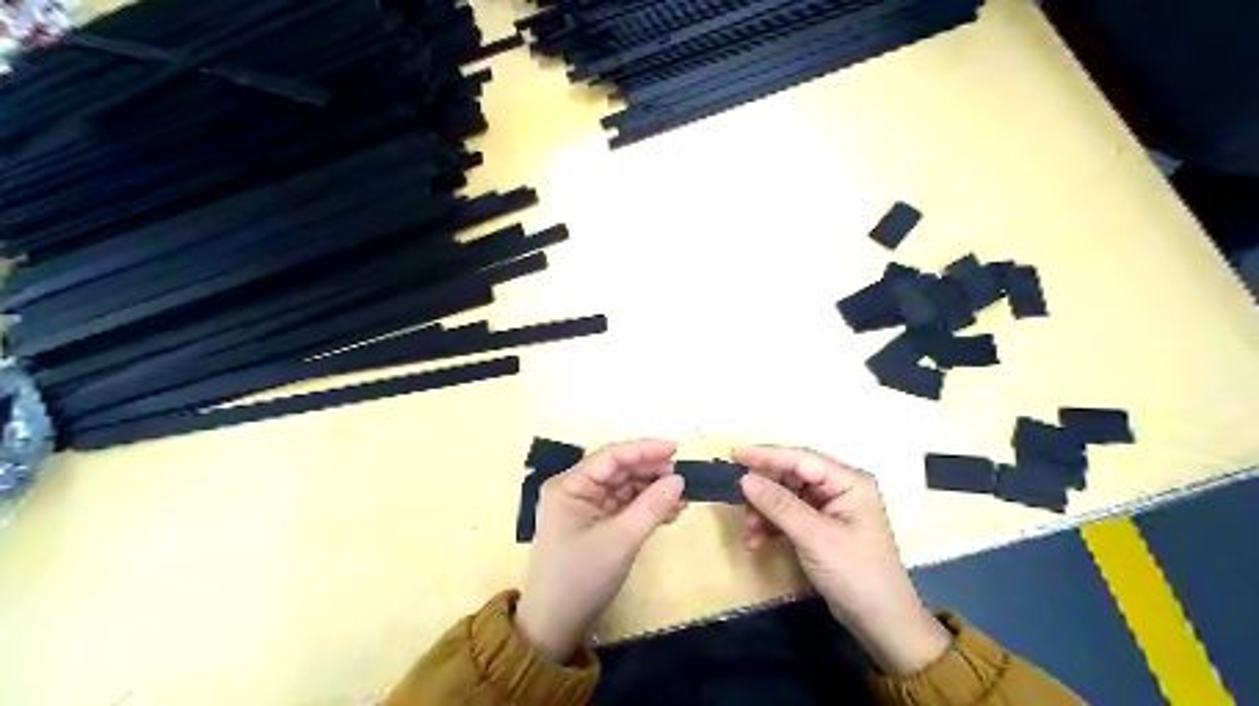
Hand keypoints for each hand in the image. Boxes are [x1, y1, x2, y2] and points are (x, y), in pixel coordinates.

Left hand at [514, 438, 686, 663]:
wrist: (555, 625)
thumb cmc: (582, 577)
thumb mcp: (621, 540)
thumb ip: (652, 506)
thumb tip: (679, 480)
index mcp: (570, 486)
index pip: (611, 457)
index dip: (644, 449)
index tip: (676, 448)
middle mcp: (575, 490)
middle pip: (618, 470)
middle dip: (650, 472)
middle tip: (683, 478)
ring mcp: (584, 508)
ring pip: (624, 488)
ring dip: (652, 491)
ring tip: (682, 497)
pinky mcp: (594, 525)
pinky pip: (623, 506)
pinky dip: (645, 508)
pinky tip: (670, 511)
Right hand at [735, 444, 949, 674]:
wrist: (882, 623)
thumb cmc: (855, 573)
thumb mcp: (814, 537)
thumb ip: (779, 505)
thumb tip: (745, 479)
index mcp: (848, 481)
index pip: (801, 458)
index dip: (766, 455)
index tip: (734, 454)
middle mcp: (839, 488)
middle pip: (791, 476)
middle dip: (764, 492)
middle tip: (739, 505)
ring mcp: (831, 508)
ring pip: (786, 497)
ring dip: (764, 512)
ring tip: (750, 533)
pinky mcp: (822, 528)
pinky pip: (789, 516)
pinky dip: (772, 526)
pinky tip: (757, 542)